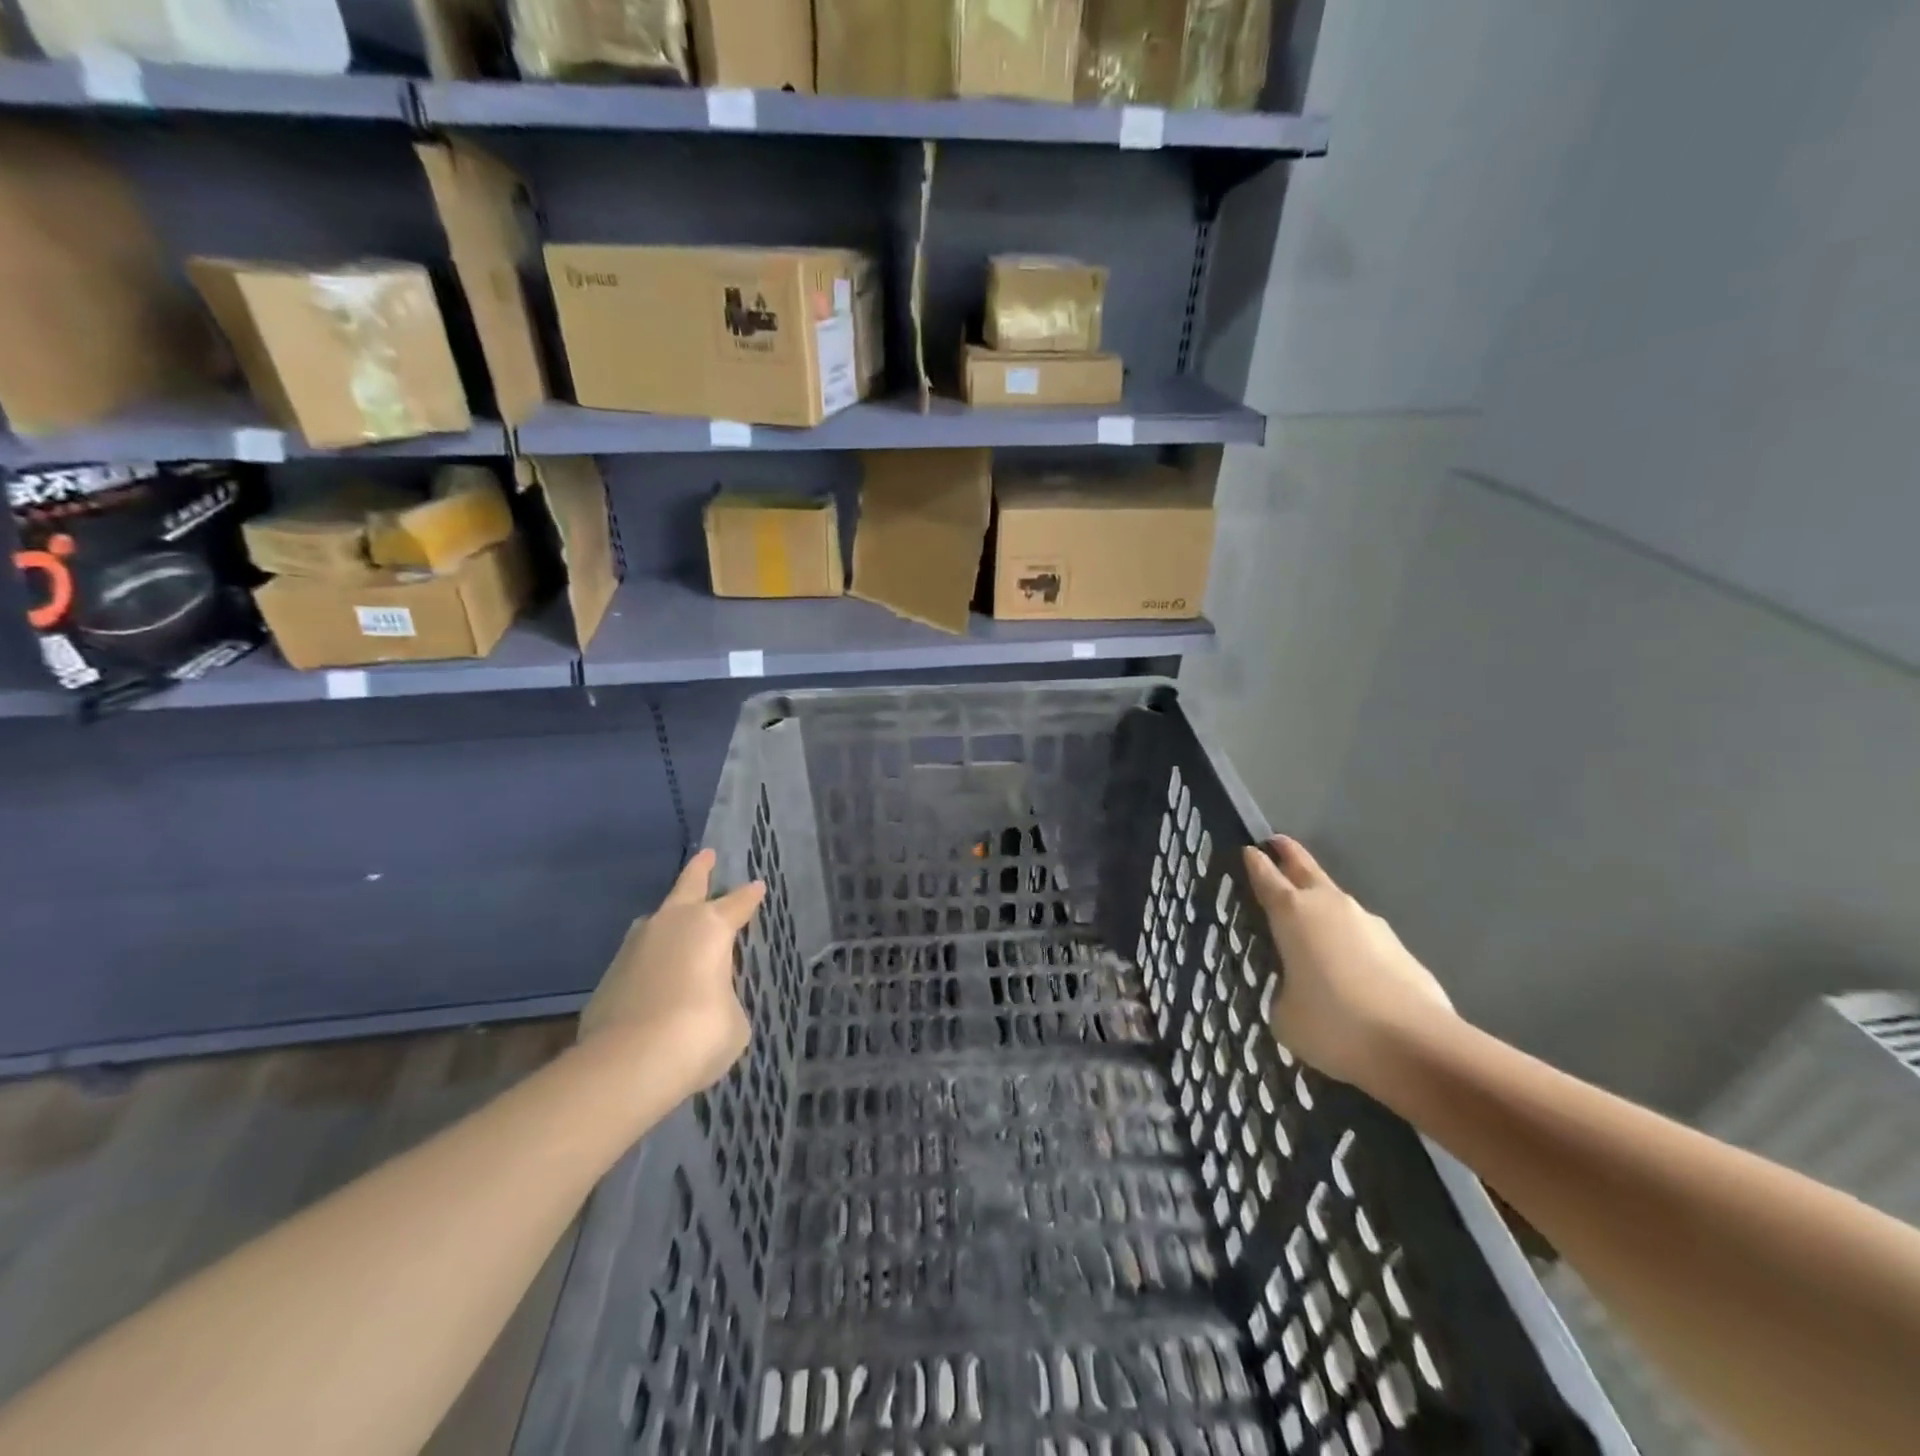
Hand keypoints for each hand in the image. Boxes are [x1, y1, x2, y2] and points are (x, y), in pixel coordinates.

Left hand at [578, 849, 765, 1096]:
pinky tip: (655, 982)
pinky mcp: (608, 979)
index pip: (738, 903)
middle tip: (706, 855)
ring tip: (677, 923)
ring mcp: (634, 949)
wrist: (629, 1064)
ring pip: (655, 923)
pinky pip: (638, 962)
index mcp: (710, 927)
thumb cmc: (699, 1032)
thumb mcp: (733, 1018)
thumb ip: (723, 998)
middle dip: (699, 870)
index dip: (750, 896)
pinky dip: (650, 967)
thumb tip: (706, 1001)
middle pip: (687, 887)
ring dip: (668, 920)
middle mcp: (671, 926)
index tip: (758, 885)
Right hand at [1242, 836, 1453, 1087]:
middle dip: (1289, 855)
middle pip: (1306, 869)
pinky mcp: (1400, 948)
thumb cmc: (1332, 1023)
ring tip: (1311, 925)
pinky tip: (1349, 970)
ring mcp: (1370, 924)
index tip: (1249, 849)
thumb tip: (1297, 993)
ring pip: (1337, 904)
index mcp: (1292, 914)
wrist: (1416, 1046)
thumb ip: (1283, 994)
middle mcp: (1330, 907)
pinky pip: (1363, 938)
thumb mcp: (1284, 1015)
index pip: (1266, 877)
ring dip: (1323, 906)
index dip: (1255, 863)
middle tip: (1278, 842)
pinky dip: (1350, 944)